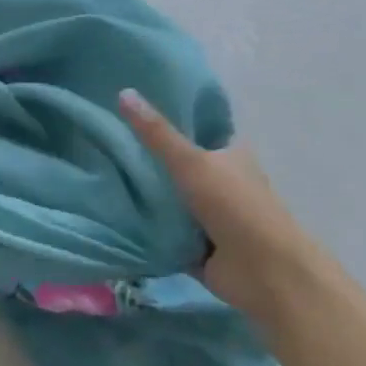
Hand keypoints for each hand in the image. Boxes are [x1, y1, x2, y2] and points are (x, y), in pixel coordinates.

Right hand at [118, 89, 323, 323]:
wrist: (266, 274)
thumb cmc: (235, 207)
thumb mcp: (191, 162)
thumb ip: (157, 133)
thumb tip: (123, 91)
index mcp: (231, 157)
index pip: (198, 131)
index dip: (170, 121)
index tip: (130, 113)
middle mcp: (223, 183)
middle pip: (179, 165)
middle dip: (148, 159)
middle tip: (104, 144)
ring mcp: (212, 216)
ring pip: (170, 198)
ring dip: (144, 194)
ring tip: (100, 175)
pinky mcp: (199, 246)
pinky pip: (164, 230)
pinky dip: (145, 225)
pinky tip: (111, 212)